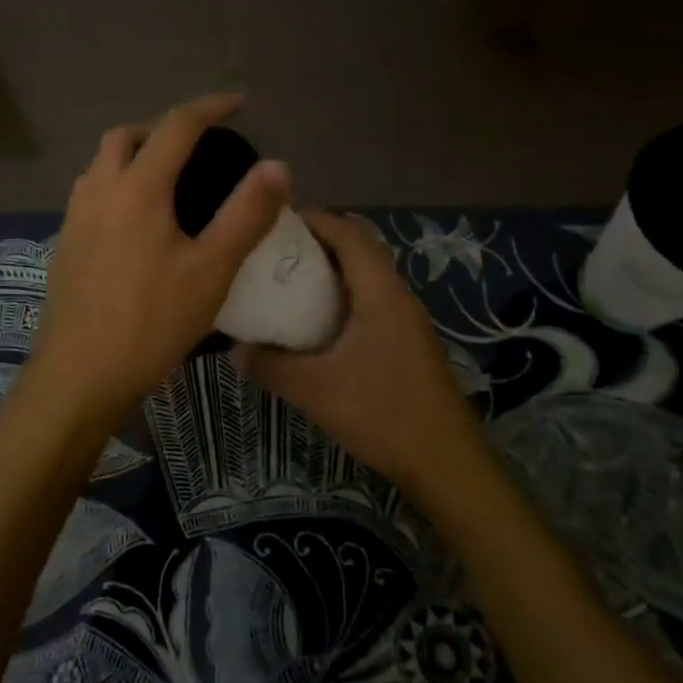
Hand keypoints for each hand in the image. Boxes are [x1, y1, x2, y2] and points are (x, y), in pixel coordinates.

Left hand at [24, 93, 288, 436]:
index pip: (176, 126)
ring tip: (167, 179)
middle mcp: (99, 191)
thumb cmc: (151, 322)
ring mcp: (75, 218)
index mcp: (138, 188)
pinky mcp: (64, 245)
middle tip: (197, 146)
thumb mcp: (211, 270)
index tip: (238, 103)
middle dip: (163, 128)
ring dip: (133, 154)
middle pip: (126, 136)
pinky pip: (91, 193)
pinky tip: (135, 221)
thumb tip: (276, 166)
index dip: (210, 107)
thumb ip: (246, 214)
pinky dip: (116, 184)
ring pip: (101, 164)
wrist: (79, 375)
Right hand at [236, 210, 482, 499]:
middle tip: (272, 254)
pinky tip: (316, 326)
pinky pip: (371, 303)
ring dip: (330, 273)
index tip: (273, 222)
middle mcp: (397, 296)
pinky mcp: (409, 344)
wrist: (447, 463)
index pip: (348, 232)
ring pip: (365, 278)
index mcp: (380, 292)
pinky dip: (342, 299)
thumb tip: (235, 348)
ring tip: (287, 284)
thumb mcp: (315, 390)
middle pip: (358, 249)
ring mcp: (407, 321)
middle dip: (316, 244)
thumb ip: (270, 365)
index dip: (313, 219)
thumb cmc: (382, 414)